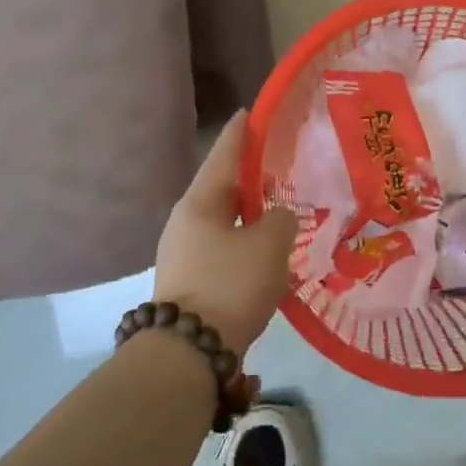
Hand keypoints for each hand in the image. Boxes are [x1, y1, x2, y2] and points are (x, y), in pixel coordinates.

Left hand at [154, 112, 298, 356]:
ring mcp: (183, 253)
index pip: (224, 155)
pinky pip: (221, 248)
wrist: (189, 352)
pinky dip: (243, 242)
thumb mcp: (268, 245)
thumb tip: (278, 218)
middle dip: (248, 177)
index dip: (241, 133)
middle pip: (221, 188)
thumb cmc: (230, 284)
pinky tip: (264, 251)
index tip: (250, 112)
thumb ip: (282, 221)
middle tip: (276, 166)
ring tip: (276, 210)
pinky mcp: (189, 281)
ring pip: (222, 221)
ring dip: (247, 214)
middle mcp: (185, 221)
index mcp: (200, 202)